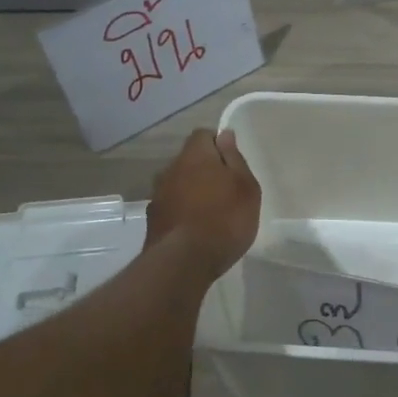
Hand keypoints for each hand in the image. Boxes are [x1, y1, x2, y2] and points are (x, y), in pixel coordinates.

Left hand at [145, 129, 261, 278]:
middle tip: (225, 191)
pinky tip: (194, 229)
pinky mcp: (152, 219)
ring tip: (210, 213)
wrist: (184, 262)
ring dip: (191, 191)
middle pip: (189, 160)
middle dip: (204, 170)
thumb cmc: (225, 218)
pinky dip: (181, 211)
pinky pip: (171, 206)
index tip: (232, 165)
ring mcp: (158, 194)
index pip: (203, 135)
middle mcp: (171, 168)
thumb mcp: (245, 186)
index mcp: (195, 155)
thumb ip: (234, 158)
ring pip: (178, 184)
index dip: (218, 145)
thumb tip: (224, 134)